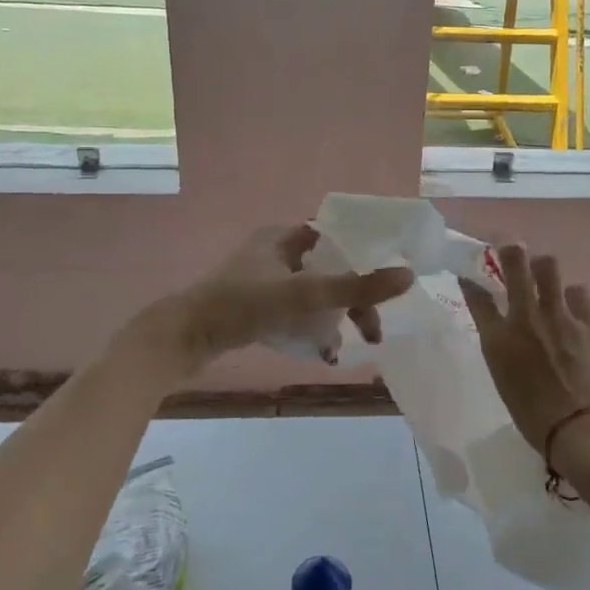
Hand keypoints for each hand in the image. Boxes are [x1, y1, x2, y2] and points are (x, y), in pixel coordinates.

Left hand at [146, 225, 413, 372]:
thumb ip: (355, 288)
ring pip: (313, 294)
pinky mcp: (253, 307)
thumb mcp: (301, 295)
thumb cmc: (241, 305)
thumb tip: (408, 277)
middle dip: (351, 300)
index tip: (385, 282)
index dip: (363, 256)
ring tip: (345, 347)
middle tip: (371, 330)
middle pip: (328, 270)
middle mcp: (273, 252)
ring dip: (333, 318)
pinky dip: (311, 328)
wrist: (182, 338)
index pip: (335, 238)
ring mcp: (262, 280)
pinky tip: (320, 353)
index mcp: (282, 236)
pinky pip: (295, 313)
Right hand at [460, 245, 589, 471]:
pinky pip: (579, 292)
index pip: (477, 297)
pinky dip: (573, 295)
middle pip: (515, 263)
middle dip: (509, 249)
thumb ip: (501, 350)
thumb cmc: (534, 417)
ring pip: (549, 267)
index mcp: (498, 339)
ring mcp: (559, 316)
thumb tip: (504, 335)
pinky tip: (572, 304)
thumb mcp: (504, 381)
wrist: (581, 429)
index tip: (468, 278)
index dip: (470, 283)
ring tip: (544, 273)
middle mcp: (525, 318)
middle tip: (509, 246)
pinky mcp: (588, 323)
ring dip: (543, 267)